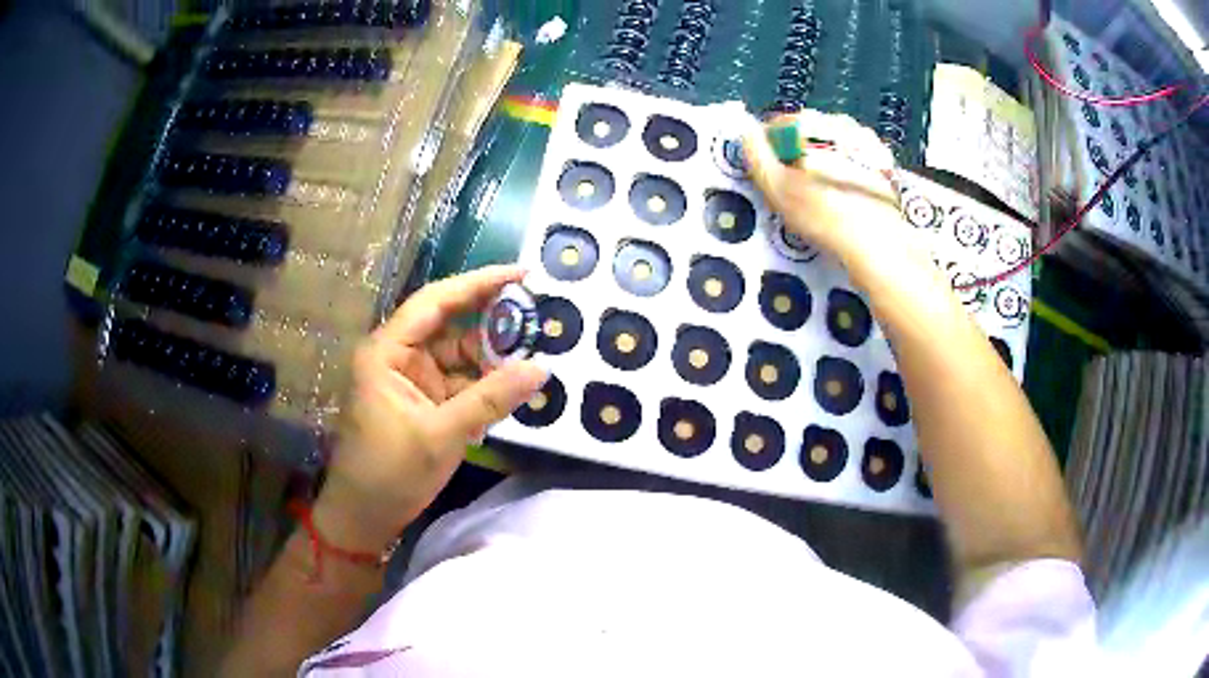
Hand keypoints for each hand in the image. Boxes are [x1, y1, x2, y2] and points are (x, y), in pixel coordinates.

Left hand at [315, 266, 547, 550]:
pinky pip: (460, 382)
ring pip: (459, 356)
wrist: (364, 517)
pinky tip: (515, 384)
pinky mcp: (424, 403)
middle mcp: (399, 356)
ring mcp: (412, 380)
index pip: (436, 301)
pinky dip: (486, 385)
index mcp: (388, 351)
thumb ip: (491, 400)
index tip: (521, 274)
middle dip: (493, 322)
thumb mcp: (442, 435)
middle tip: (540, 315)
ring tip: (537, 352)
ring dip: (493, 357)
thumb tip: (542, 369)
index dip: (478, 284)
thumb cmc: (389, 473)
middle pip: (450, 325)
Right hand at [742, 110, 922, 265]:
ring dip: (822, 157)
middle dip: (797, 151)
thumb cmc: (822, 213)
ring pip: (831, 141)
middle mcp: (838, 121)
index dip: (768, 149)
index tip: (769, 174)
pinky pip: (853, 154)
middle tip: (795, 184)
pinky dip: (845, 165)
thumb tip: (746, 131)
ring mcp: (864, 137)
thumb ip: (757, 155)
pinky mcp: (882, 158)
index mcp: (810, 123)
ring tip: (821, 189)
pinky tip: (844, 190)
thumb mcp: (777, 188)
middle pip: (806, 131)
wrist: (878, 240)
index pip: (777, 125)